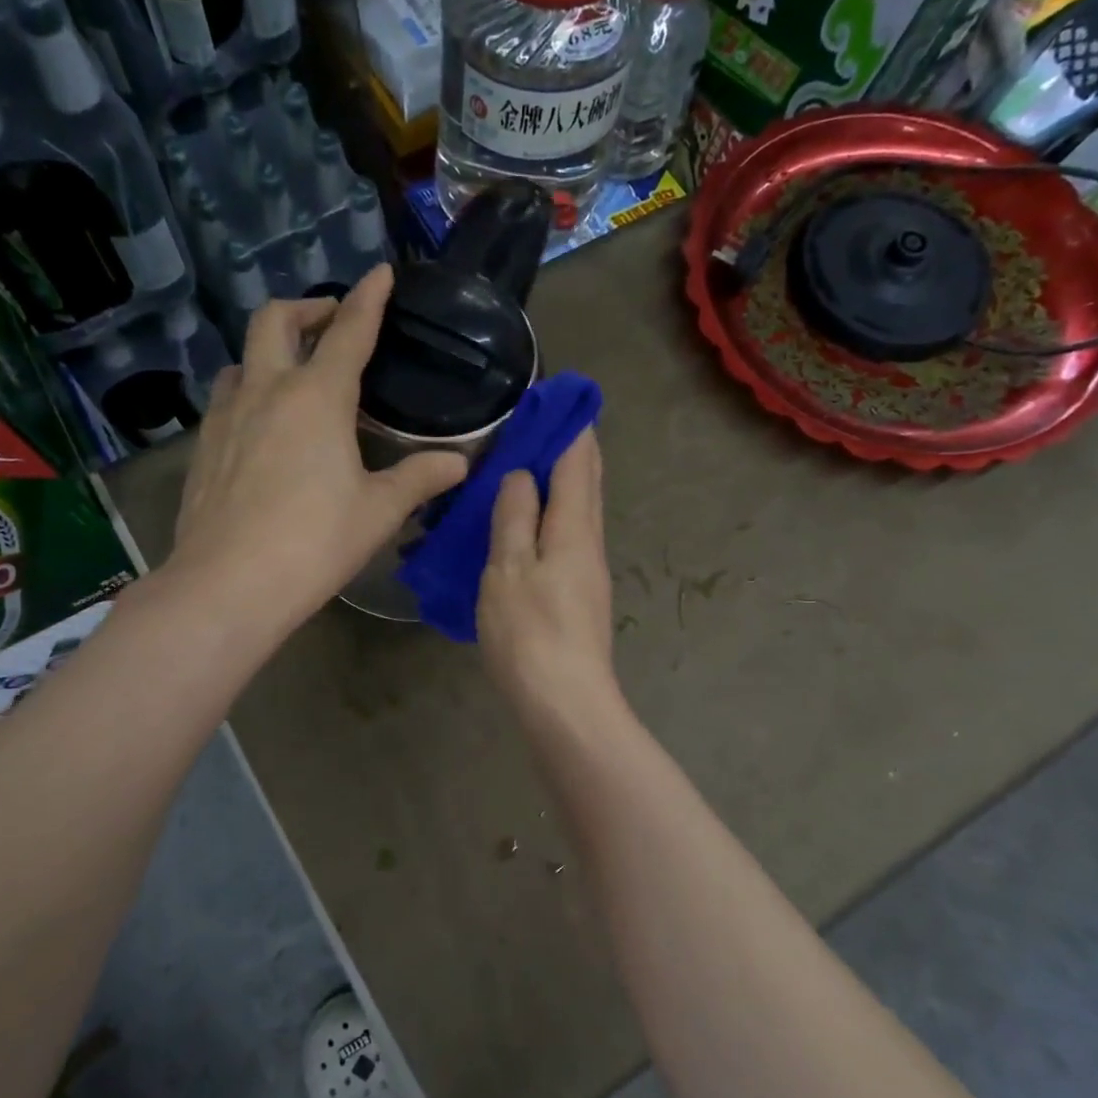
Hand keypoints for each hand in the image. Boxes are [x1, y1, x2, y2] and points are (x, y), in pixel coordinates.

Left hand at [170, 265, 466, 633]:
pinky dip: (249, 393)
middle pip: (275, 321)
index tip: (381, 273)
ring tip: (294, 375)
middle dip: (307, 308)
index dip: (368, 298)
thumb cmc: (314, 543)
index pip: (349, 332)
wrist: (228, 584)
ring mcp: (226, 417)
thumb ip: (419, 479)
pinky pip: (226, 400)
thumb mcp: (378, 512)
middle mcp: (267, 391)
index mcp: (317, 398)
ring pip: (243, 359)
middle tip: (331, 323)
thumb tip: (459, 463)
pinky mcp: (202, 448)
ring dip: (270, 352)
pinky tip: (262, 428)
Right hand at [477, 428, 617, 718]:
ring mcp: (589, 571)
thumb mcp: (507, 570)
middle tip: (547, 420)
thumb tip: (521, 475)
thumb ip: (514, 518)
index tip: (555, 395)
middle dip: (573, 447)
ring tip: (533, 462)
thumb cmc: (530, 633)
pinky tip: (533, 520)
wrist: (565, 702)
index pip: (577, 461)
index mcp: (573, 528)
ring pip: (581, 510)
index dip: (568, 426)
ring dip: (564, 480)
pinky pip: (571, 535)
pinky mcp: (581, 595)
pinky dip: (556, 512)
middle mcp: (589, 542)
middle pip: (587, 482)